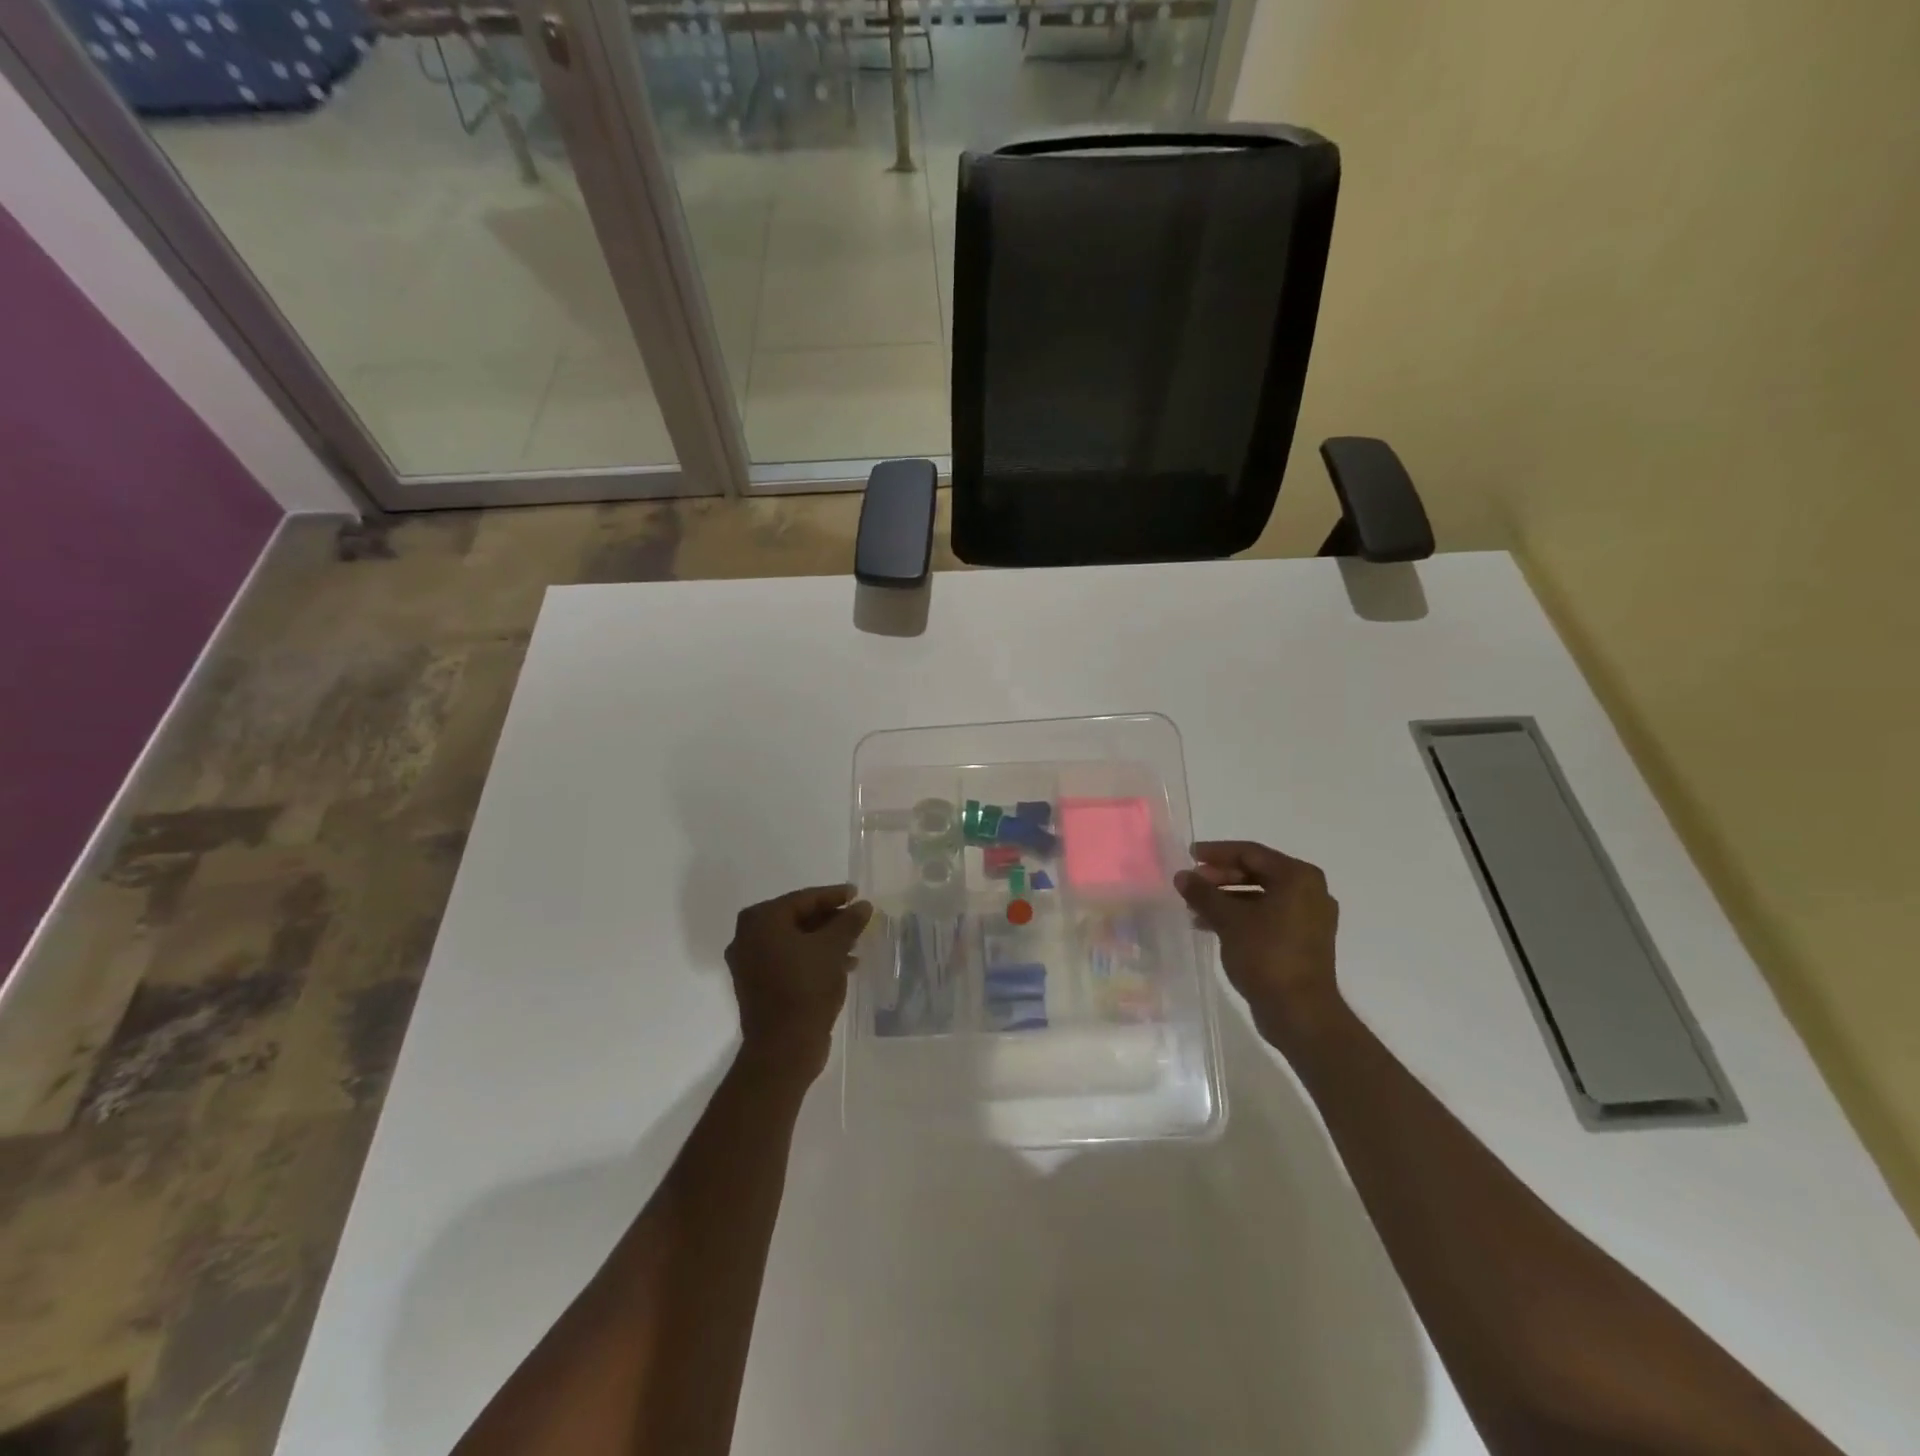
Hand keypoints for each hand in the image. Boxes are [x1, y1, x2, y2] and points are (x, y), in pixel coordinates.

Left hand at [725, 884, 872, 1075]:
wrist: (783, 1048)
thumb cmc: (806, 988)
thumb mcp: (833, 949)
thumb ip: (848, 922)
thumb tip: (863, 905)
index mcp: (761, 920)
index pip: (804, 899)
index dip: (834, 896)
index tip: (857, 894)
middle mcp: (747, 936)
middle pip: (797, 918)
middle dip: (830, 920)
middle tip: (857, 920)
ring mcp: (749, 963)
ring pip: (794, 941)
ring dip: (824, 941)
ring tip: (855, 945)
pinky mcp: (757, 985)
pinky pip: (788, 960)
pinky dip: (812, 958)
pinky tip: (842, 966)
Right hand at [1175, 841, 1341, 1046]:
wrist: (1300, 1012)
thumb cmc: (1266, 955)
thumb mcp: (1228, 920)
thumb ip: (1203, 893)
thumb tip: (1181, 876)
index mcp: (1298, 877)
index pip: (1250, 853)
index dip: (1216, 853)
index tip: (1189, 856)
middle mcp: (1310, 891)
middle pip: (1257, 872)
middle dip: (1220, 877)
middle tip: (1192, 883)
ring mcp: (1309, 918)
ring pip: (1260, 896)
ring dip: (1227, 898)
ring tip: (1195, 907)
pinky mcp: (1303, 940)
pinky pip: (1267, 916)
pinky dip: (1240, 916)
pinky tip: (1211, 926)